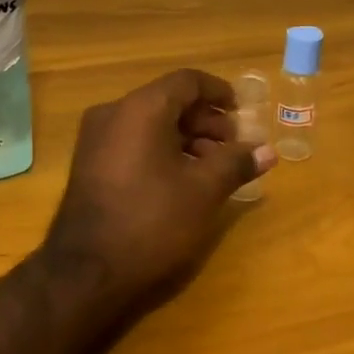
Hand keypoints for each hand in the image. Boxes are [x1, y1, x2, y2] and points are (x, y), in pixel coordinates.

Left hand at [42, 69, 275, 301]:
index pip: (186, 81)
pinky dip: (162, 150)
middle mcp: (113, 113)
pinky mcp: (90, 164)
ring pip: (150, 123)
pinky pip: (133, 142)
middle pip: (168, 101)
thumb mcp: (203, 191)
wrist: (85, 272)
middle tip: (233, 148)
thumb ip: (236, 163)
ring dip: (186, 138)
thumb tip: (267, 151)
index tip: (241, 112)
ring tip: (213, 168)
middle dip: (205, 121)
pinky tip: (182, 180)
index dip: (218, 92)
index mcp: (140, 108)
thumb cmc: (151, 221)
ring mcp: (96, 139)